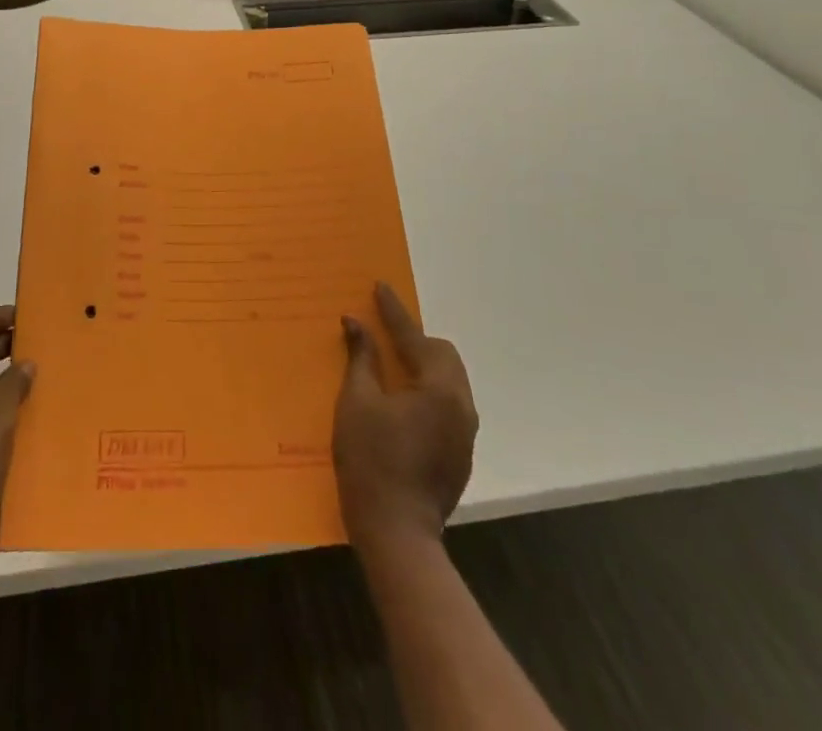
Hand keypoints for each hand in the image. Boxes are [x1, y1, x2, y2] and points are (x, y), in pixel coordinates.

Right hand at [334, 283, 477, 552]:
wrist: (397, 534)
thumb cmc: (371, 461)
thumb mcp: (357, 402)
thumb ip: (361, 358)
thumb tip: (356, 323)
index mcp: (439, 389)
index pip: (415, 337)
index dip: (394, 312)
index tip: (380, 287)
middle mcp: (462, 406)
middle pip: (443, 356)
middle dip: (416, 340)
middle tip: (385, 335)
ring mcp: (466, 434)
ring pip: (449, 381)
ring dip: (424, 366)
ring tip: (393, 365)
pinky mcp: (461, 454)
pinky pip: (448, 405)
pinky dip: (429, 392)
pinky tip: (403, 402)